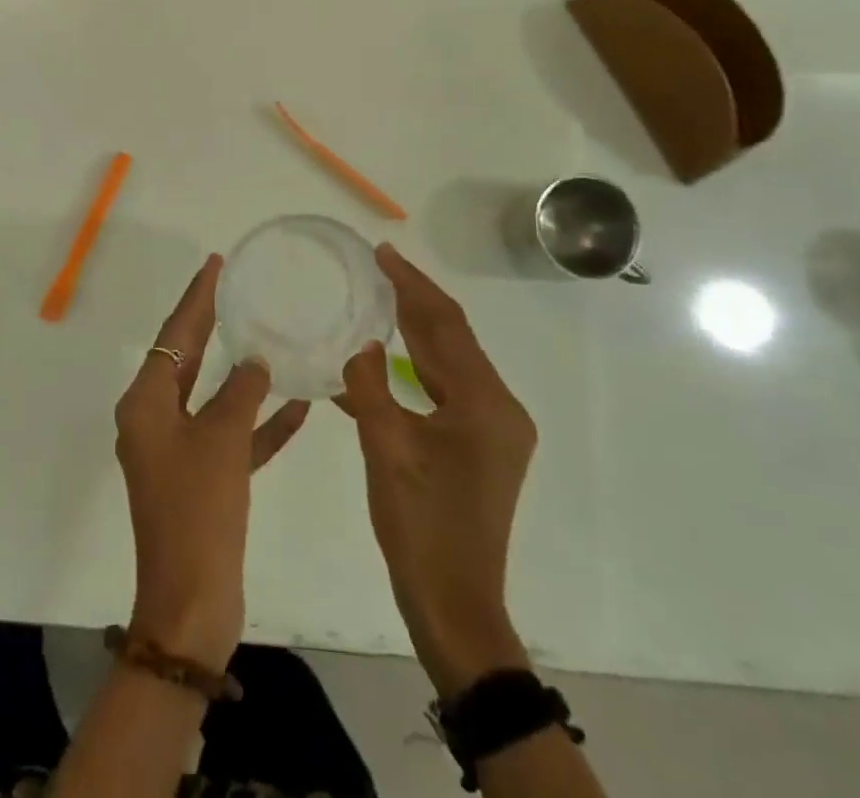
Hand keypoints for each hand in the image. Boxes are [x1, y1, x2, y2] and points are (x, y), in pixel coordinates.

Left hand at [114, 254, 310, 668]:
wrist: (191, 604)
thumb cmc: (198, 510)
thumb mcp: (222, 440)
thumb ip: (240, 392)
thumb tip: (255, 361)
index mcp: (146, 403)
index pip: (174, 335)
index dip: (196, 298)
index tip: (214, 265)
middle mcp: (155, 420)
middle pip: (187, 358)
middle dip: (212, 323)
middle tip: (235, 287)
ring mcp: (177, 451)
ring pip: (211, 396)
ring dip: (241, 372)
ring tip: (268, 334)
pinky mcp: (201, 479)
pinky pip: (231, 437)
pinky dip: (258, 422)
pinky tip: (297, 405)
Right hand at [337, 244, 537, 697]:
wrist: (455, 606)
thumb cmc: (421, 527)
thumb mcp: (386, 450)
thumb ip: (369, 387)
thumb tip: (359, 344)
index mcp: (485, 404)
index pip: (445, 326)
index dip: (412, 285)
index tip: (383, 253)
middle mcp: (500, 408)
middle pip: (452, 339)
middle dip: (415, 300)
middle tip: (379, 266)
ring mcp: (496, 429)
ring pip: (450, 362)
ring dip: (416, 331)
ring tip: (380, 299)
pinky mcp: (484, 446)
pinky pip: (447, 389)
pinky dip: (417, 368)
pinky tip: (385, 361)